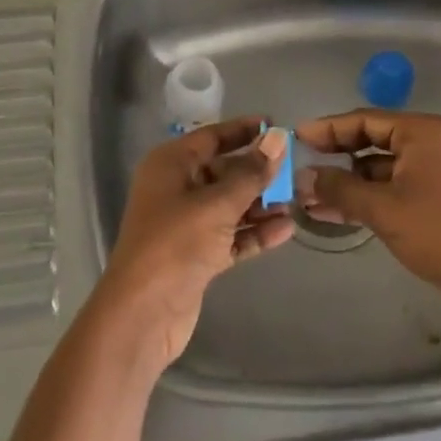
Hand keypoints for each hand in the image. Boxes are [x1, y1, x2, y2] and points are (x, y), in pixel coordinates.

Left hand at [93, 119, 293, 367]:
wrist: (143, 314)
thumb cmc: (175, 243)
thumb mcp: (217, 204)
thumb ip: (251, 173)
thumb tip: (278, 139)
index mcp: (170, 165)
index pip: (211, 137)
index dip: (243, 130)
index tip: (276, 126)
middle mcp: (176, 188)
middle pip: (223, 171)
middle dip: (257, 172)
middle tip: (295, 171)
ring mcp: (186, 223)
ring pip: (229, 204)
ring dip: (260, 204)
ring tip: (297, 202)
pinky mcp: (197, 255)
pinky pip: (231, 234)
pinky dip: (254, 232)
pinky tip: (286, 230)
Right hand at [295, 110, 440, 337]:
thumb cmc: (439, 234)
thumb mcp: (383, 209)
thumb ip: (340, 188)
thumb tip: (303, 177)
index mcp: (423, 132)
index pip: (365, 120)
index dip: (328, 128)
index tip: (298, 135)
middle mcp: (429, 142)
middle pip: (371, 141)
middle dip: (335, 157)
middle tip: (300, 163)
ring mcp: (432, 170)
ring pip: (377, 168)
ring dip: (346, 182)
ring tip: (308, 195)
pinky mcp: (432, 196)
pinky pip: (390, 187)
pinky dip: (364, 197)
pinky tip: (331, 211)